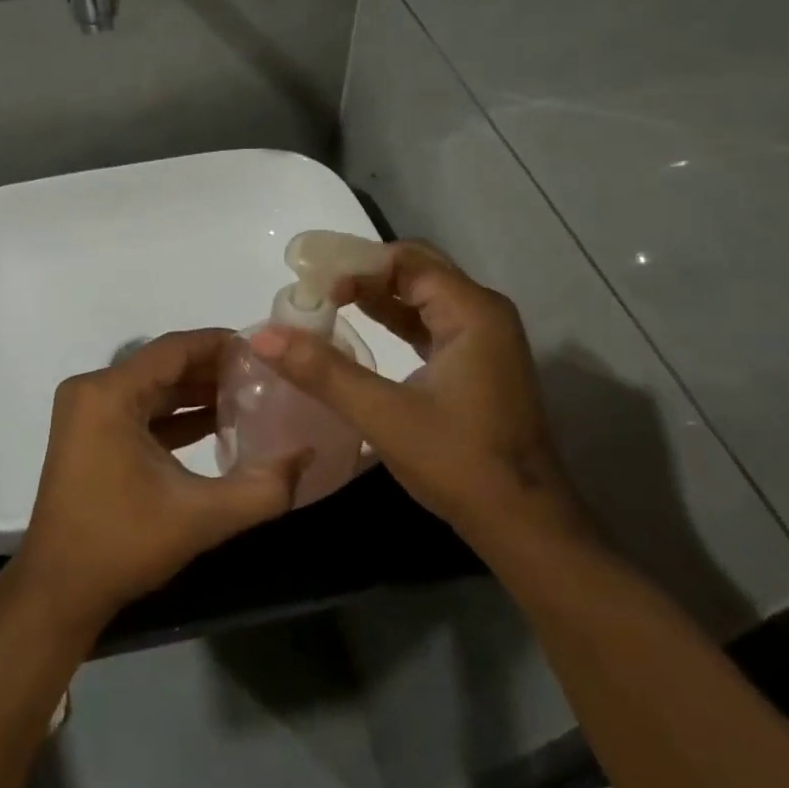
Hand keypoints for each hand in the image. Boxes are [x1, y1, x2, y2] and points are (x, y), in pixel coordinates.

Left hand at [15, 329, 307, 630]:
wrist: (58, 591)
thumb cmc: (122, 544)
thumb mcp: (201, 516)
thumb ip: (262, 488)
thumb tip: (307, 454)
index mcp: (109, 394)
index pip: (173, 349)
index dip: (220, 344)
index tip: (264, 349)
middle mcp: (93, 391)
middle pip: (163, 365)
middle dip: (213, 370)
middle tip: (264, 375)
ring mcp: (87, 413)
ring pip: (152, 388)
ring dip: (196, 393)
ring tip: (249, 396)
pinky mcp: (90, 435)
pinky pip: (139, 410)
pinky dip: (175, 415)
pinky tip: (216, 424)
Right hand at [247, 242, 594, 555]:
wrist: (525, 525)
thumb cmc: (460, 463)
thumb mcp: (384, 415)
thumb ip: (322, 371)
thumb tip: (263, 336)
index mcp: (472, 312)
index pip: (406, 261)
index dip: (356, 265)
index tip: (312, 285)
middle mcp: (483, 314)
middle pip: (416, 271)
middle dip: (364, 274)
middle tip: (314, 288)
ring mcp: (483, 341)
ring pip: (422, 298)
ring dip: (376, 297)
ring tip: (326, 304)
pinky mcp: (477, 366)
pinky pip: (429, 324)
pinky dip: (393, 321)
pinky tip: (360, 331)